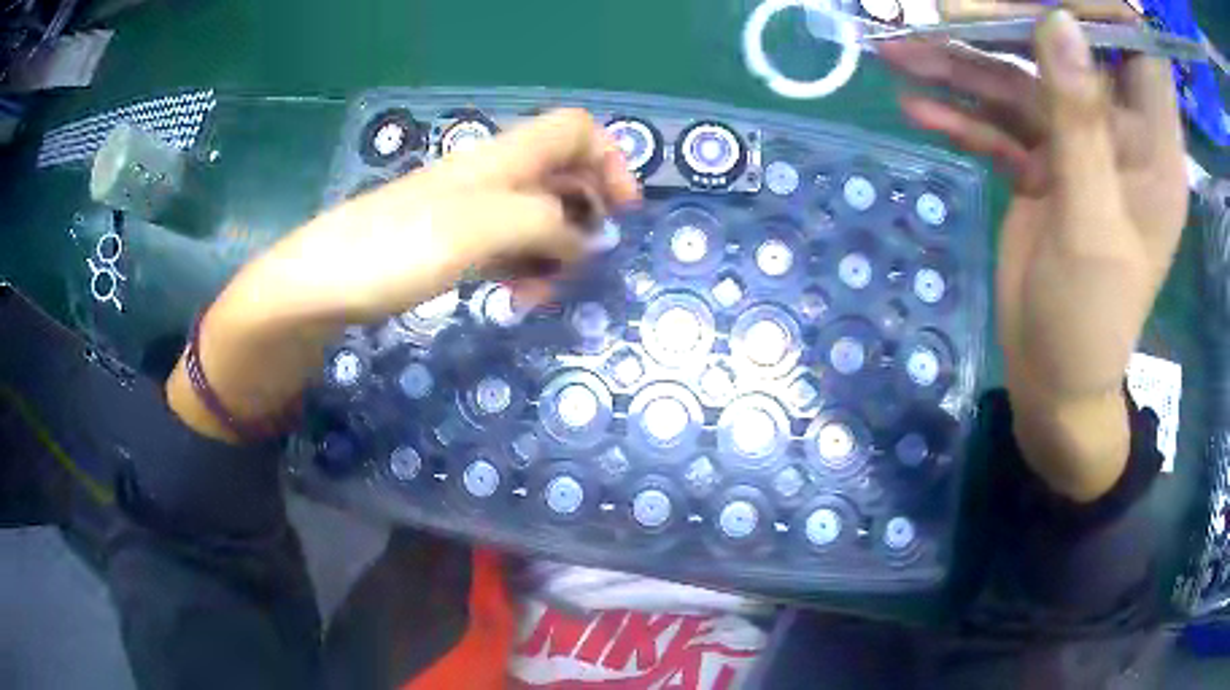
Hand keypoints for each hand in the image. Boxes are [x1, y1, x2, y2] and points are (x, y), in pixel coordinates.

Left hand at [274, 108, 640, 322]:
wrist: (321, 282)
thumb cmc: (396, 248)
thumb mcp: (482, 228)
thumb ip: (547, 225)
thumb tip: (588, 240)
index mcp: (503, 159)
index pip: (576, 129)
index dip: (610, 159)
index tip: (622, 212)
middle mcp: (491, 176)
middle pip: (562, 177)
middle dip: (584, 218)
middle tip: (580, 267)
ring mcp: (469, 209)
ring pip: (536, 217)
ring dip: (552, 253)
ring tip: (538, 296)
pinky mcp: (450, 241)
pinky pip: (506, 245)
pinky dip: (521, 267)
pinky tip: (512, 297)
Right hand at [880, 11, 1186, 497]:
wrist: (1053, 383)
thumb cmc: (1090, 325)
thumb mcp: (1092, 225)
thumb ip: (1080, 121)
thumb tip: (1059, 21)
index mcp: (1151, 147)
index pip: (1138, 48)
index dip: (1101, 9)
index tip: (1048, 0)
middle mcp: (1116, 133)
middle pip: (1066, 48)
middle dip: (1007, 22)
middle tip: (941, 15)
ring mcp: (1075, 147)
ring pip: (1020, 81)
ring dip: (960, 67)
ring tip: (897, 53)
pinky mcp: (1041, 166)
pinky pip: (998, 125)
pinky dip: (959, 117)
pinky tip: (915, 109)